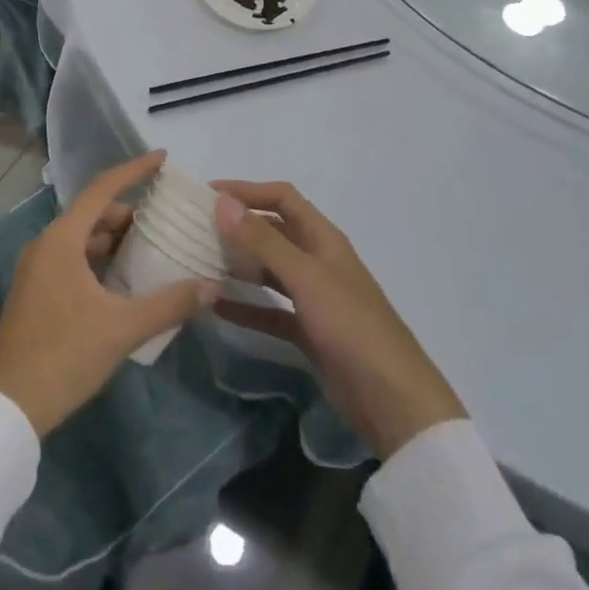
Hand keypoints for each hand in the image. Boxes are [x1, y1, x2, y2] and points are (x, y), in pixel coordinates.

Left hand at [0, 153, 217, 436]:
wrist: (8, 407)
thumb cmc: (64, 355)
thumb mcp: (122, 329)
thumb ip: (170, 304)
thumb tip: (212, 286)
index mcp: (61, 240)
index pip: (102, 189)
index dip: (134, 171)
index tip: (163, 159)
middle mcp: (46, 246)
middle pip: (93, 215)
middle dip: (130, 215)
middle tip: (167, 223)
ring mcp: (38, 271)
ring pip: (83, 240)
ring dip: (116, 241)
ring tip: (153, 251)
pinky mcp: (37, 294)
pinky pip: (74, 261)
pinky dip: (102, 262)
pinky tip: (127, 283)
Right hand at [213, 181, 465, 458]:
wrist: (392, 399)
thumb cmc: (351, 325)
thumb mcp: (305, 277)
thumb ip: (263, 240)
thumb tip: (223, 201)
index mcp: (324, 239)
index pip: (282, 198)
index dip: (247, 190)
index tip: (207, 193)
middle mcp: (318, 261)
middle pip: (273, 232)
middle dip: (239, 226)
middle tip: (195, 229)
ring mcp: (313, 298)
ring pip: (269, 271)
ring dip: (239, 265)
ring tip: (199, 263)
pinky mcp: (307, 332)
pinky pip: (269, 311)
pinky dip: (245, 307)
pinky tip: (216, 308)